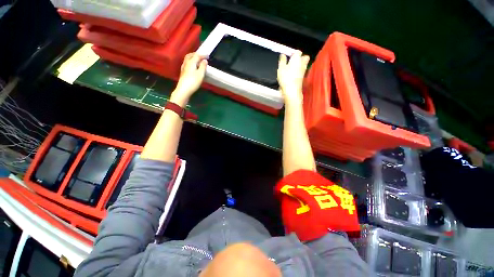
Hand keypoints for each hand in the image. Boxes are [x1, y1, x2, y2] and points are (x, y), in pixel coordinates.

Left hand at [171, 53, 207, 105]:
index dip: (202, 55)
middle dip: (196, 54)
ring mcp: (183, 68)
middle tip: (201, 56)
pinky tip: (193, 66)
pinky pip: (187, 64)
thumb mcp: (200, 74)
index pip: (197, 55)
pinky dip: (191, 62)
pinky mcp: (183, 73)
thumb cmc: (193, 82)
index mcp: (191, 62)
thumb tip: (204, 60)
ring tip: (197, 60)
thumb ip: (203, 67)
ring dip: (192, 58)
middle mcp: (186, 63)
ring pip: (187, 59)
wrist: (184, 90)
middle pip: (190, 55)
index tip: (208, 55)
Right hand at [277, 51, 309, 104]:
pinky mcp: (302, 78)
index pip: (297, 51)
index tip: (288, 56)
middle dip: (300, 58)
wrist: (292, 90)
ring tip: (291, 68)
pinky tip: (292, 75)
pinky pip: (301, 72)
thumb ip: (282, 60)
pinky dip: (298, 72)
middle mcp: (302, 63)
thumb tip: (283, 55)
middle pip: (304, 57)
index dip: (293, 53)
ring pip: (303, 65)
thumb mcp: (281, 68)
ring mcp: (303, 71)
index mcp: (297, 58)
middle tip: (292, 61)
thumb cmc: (286, 78)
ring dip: (299, 65)